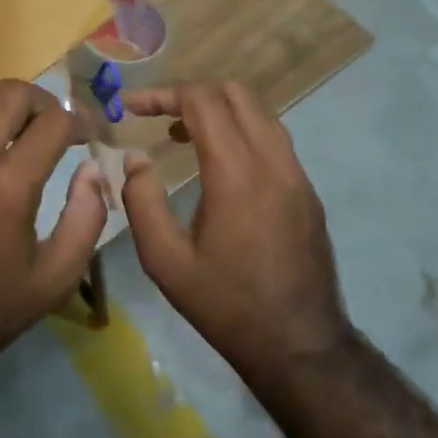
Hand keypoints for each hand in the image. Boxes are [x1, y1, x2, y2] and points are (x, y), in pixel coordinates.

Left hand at [0, 79, 106, 376]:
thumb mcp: (56, 278)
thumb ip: (87, 218)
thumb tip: (92, 170)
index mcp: (7, 188)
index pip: (52, 122)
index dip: (79, 122)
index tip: (87, 136)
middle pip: (11, 92)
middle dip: (43, 102)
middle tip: (54, 127)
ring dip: (4, 103)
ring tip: (17, 130)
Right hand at [121, 82, 350, 383]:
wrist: (300, 346)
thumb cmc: (226, 305)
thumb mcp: (165, 261)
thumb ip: (142, 202)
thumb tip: (135, 160)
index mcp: (236, 172)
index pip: (201, 100)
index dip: (162, 93)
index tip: (131, 106)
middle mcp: (273, 160)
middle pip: (235, 92)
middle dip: (191, 92)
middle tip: (158, 115)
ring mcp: (296, 173)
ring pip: (259, 111)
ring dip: (218, 109)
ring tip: (182, 134)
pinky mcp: (307, 190)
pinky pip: (272, 137)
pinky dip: (241, 130)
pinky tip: (218, 163)